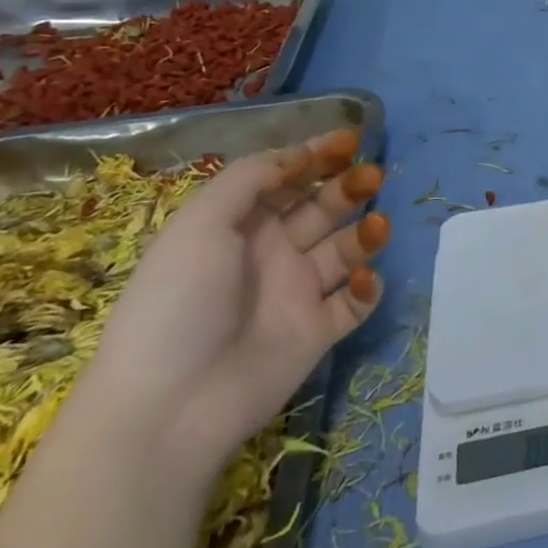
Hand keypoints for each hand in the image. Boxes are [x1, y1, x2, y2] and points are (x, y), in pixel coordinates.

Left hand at [77, 130, 390, 472]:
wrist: (170, 407)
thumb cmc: (179, 302)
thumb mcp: (201, 223)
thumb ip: (250, 178)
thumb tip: (298, 156)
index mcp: (240, 225)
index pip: (287, 179)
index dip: (316, 156)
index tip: (349, 141)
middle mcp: (272, 253)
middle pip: (322, 208)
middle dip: (348, 186)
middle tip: (370, 176)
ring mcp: (296, 293)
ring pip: (345, 249)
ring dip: (366, 232)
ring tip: (376, 226)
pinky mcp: (317, 331)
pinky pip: (354, 302)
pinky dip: (366, 287)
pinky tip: (360, 281)